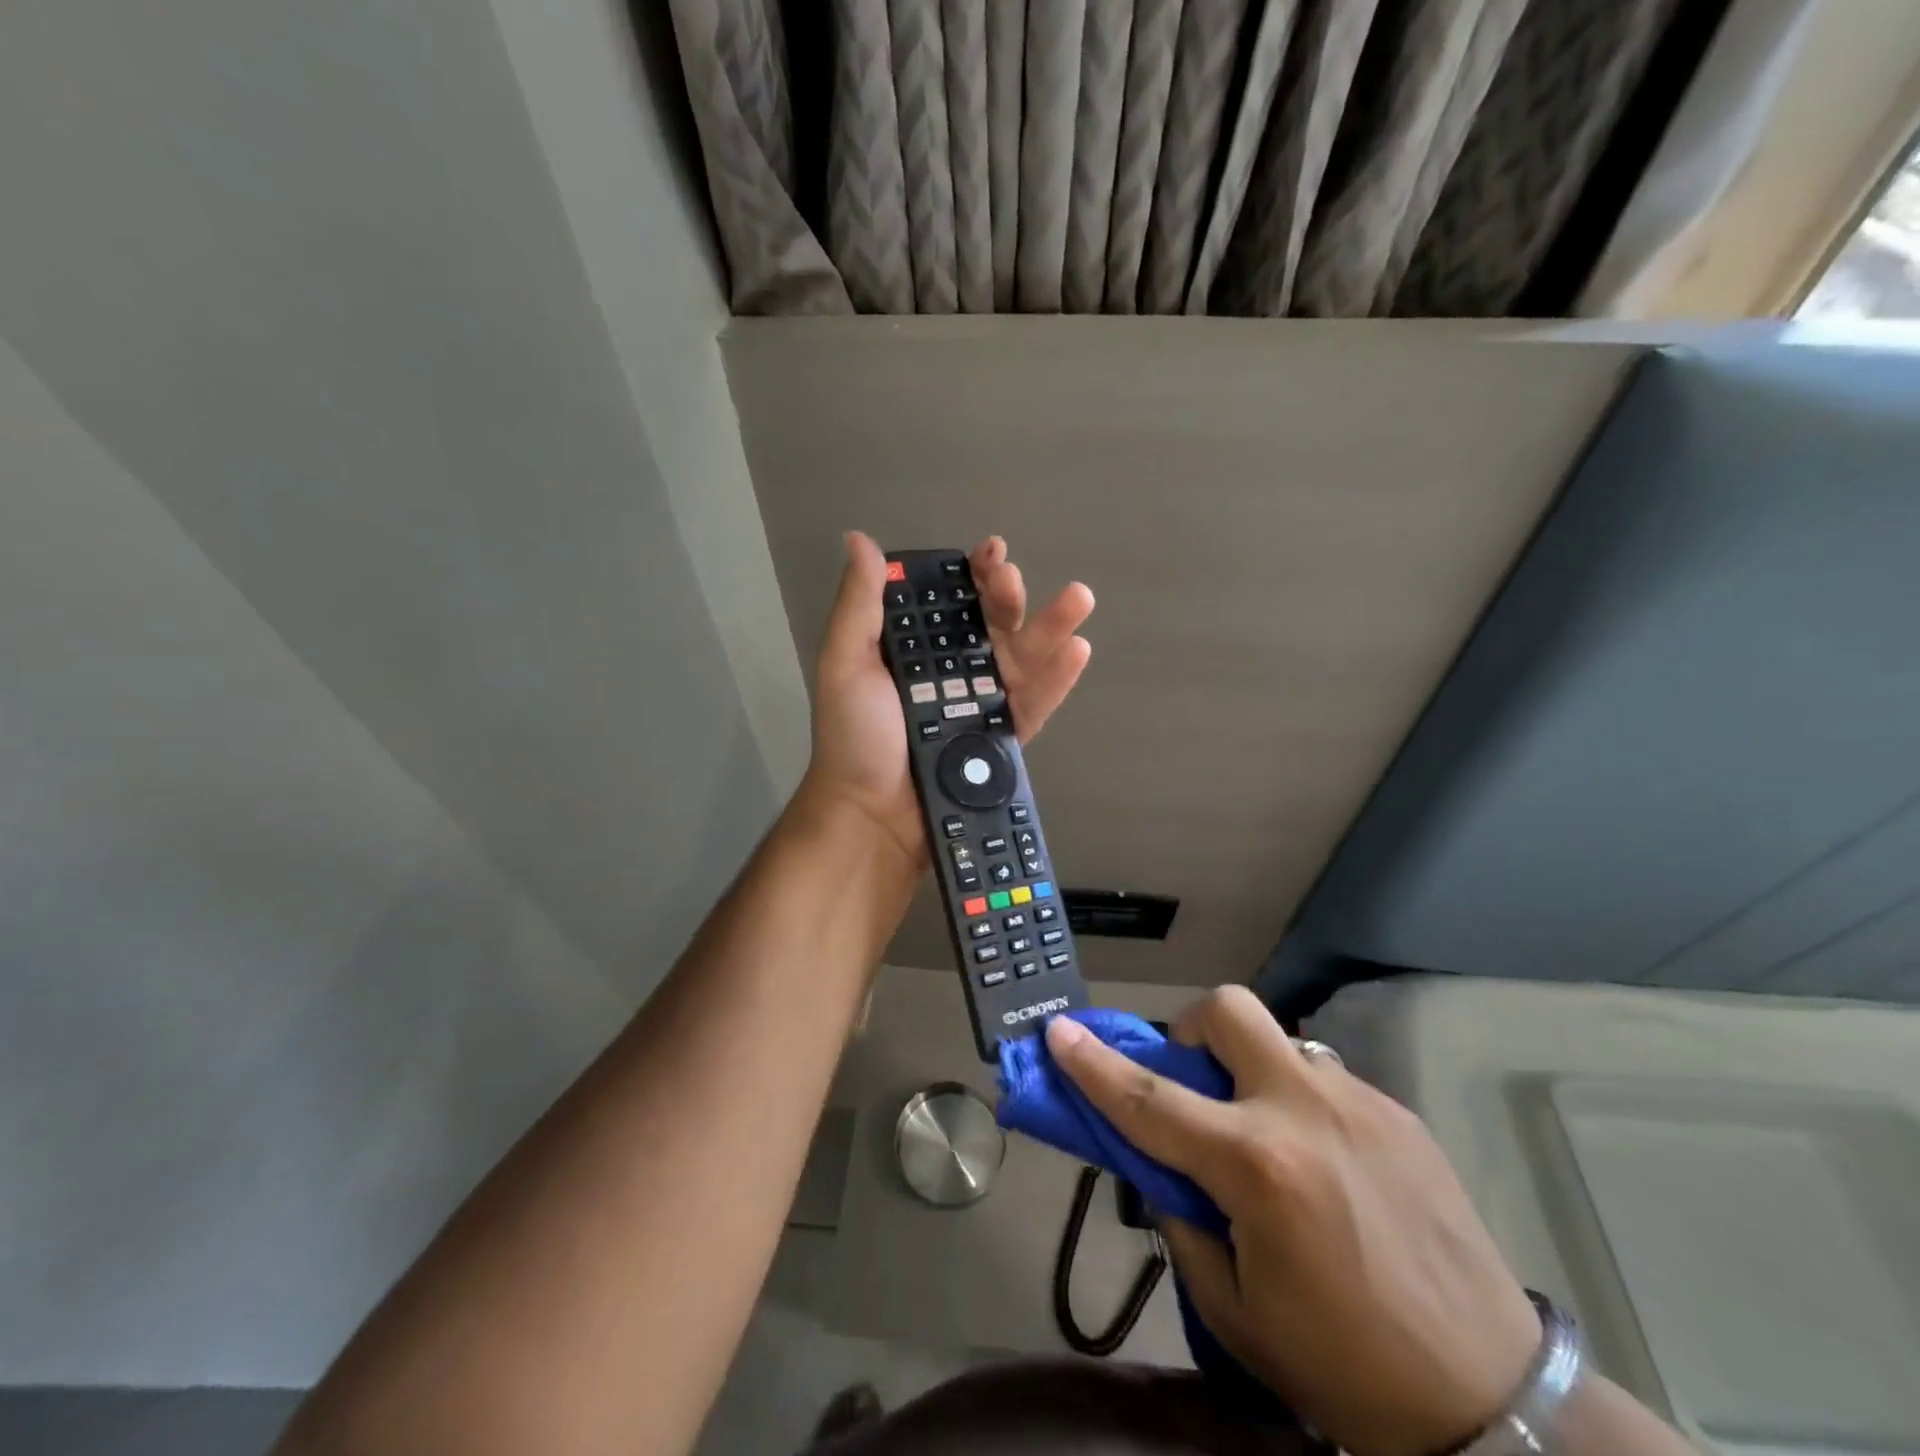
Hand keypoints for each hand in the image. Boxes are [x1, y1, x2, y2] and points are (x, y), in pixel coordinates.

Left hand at [799, 532, 1094, 864]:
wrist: (872, 816)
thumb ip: (859, 605)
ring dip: (1052, 627)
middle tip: (1014, 578)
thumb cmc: (854, 736)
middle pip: (993, 626)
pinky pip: (1035, 705)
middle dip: (1009, 596)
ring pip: (1023, 659)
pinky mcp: (1004, 740)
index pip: (952, 603)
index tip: (990, 552)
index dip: (973, 575)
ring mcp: (982, 706)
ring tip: (1079, 598)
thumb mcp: (845, 663)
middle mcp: (954, 673)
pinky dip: (1058, 679)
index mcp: (918, 651)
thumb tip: (859, 538)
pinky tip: (1077, 650)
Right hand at [1045, 989, 1540, 1455]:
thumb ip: (1182, 1220)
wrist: (1497, 1403)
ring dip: (1250, 1070)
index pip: (1149, 1100)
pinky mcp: (1399, 1113)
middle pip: (1229, 1011)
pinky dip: (1298, 1103)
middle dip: (1194, 1030)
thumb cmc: (1345, 1368)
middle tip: (1194, 1080)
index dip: (1094, 1064)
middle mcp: (1304, 1112)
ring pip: (1279, 1040)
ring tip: (1266, 1135)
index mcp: (1257, 1168)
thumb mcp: (1235, 1309)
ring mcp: (1359, 1103)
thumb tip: (1161, 1166)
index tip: (1059, 1031)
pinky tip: (1323, 1164)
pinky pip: (1323, 1079)